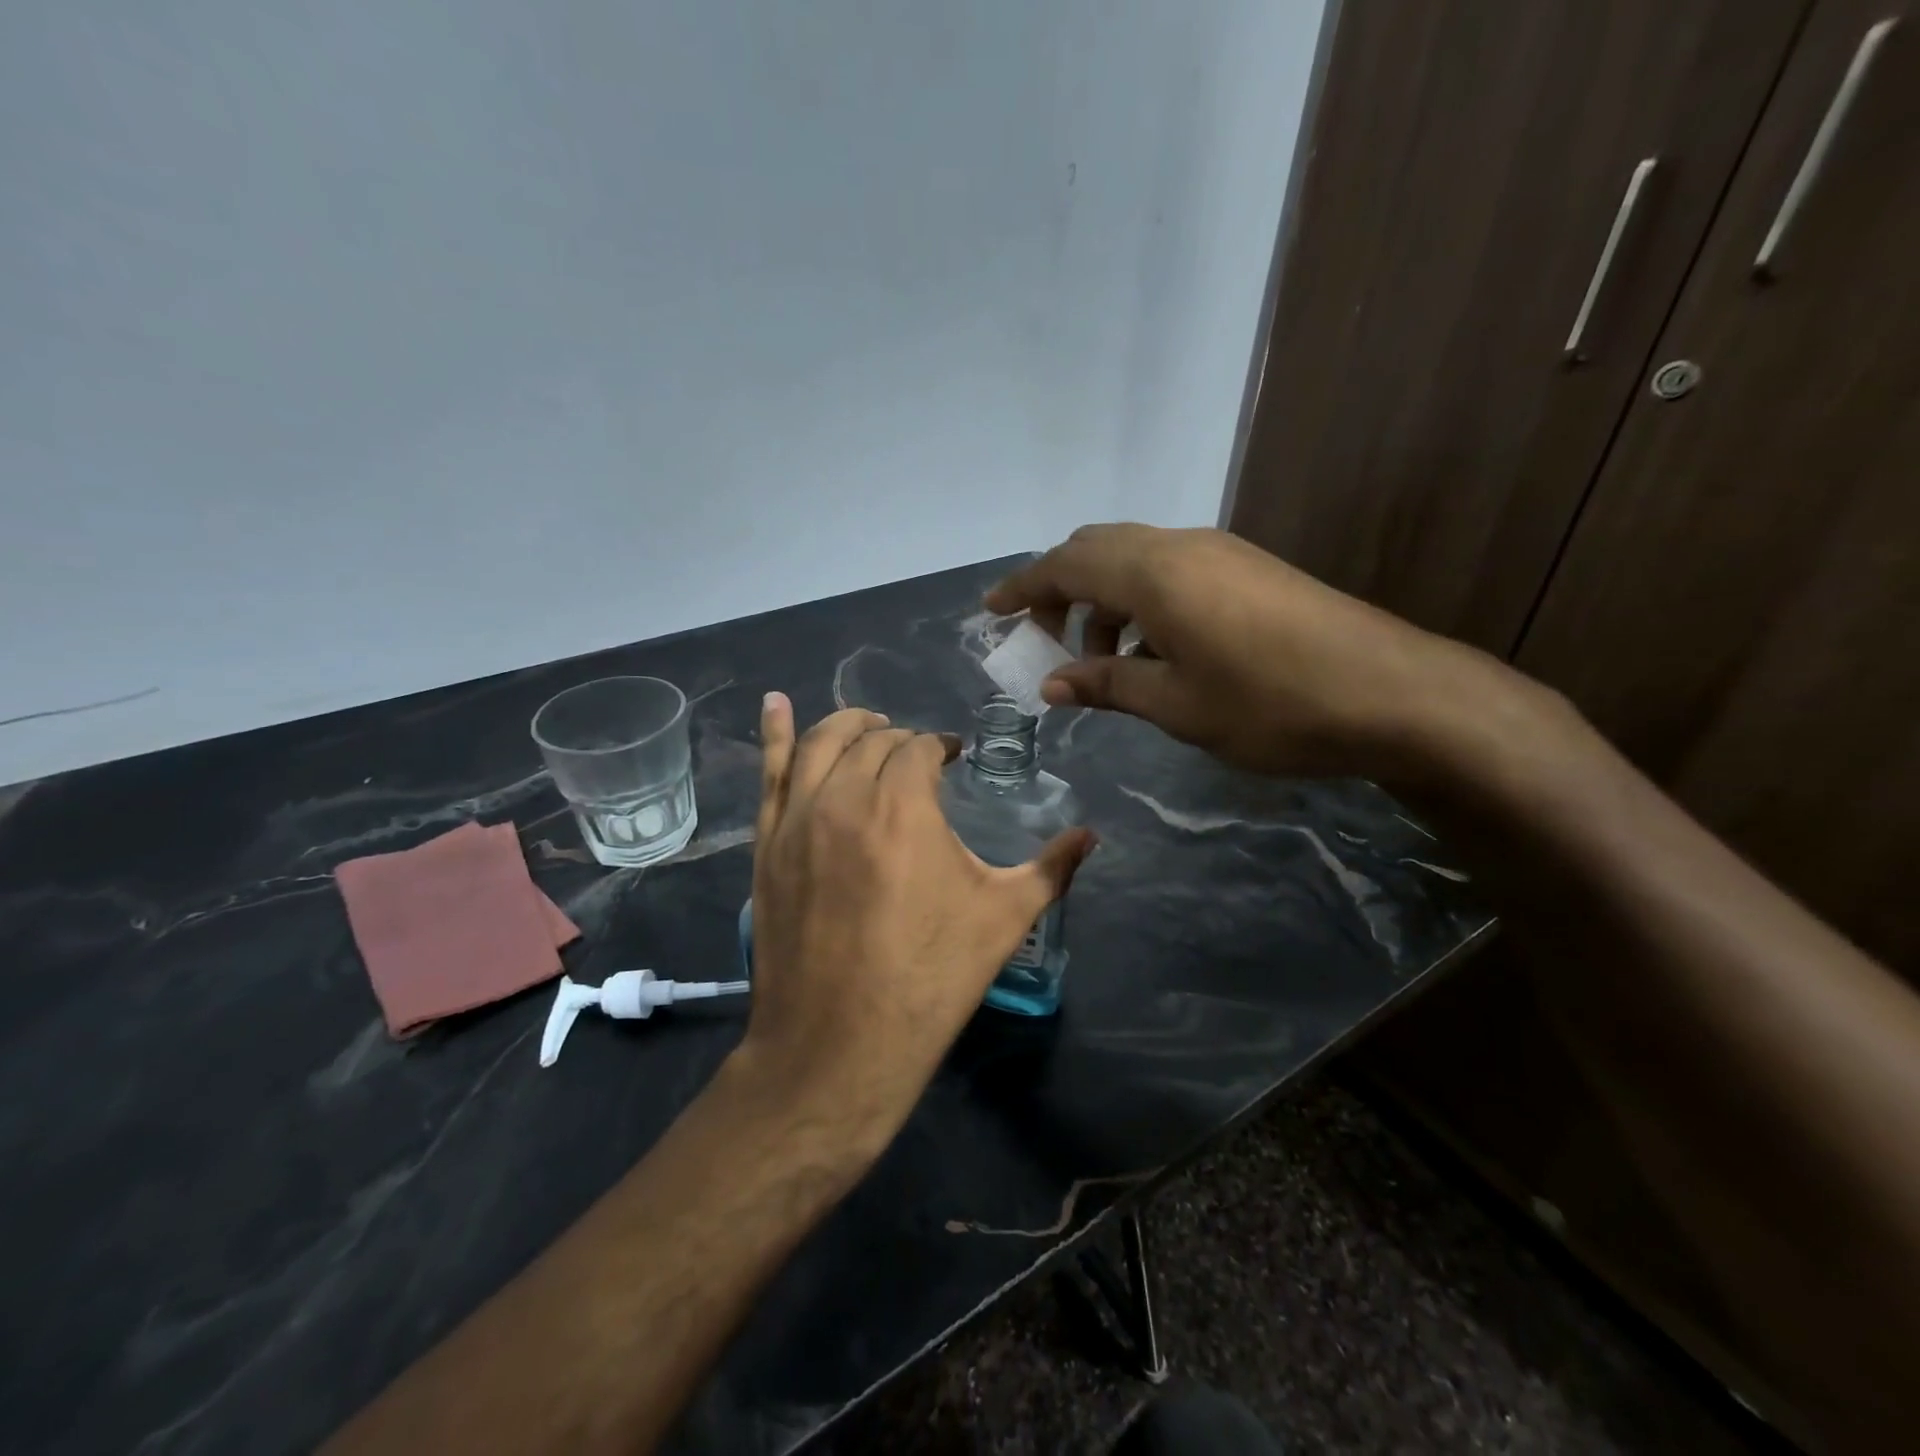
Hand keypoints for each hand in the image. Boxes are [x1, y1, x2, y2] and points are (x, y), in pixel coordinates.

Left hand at [732, 696, 1093, 1152]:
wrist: (839, 1045)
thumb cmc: (930, 979)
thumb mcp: (1003, 920)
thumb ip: (1051, 869)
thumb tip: (1092, 835)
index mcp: (904, 805)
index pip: (921, 748)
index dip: (941, 747)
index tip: (955, 758)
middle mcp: (845, 796)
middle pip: (872, 742)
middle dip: (900, 740)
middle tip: (918, 754)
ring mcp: (797, 819)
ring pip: (819, 744)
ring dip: (848, 725)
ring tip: (868, 724)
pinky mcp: (767, 846)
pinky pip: (768, 774)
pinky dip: (773, 733)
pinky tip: (775, 704)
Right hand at [986, 524, 1519, 779]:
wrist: (1393, 692)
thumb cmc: (1269, 704)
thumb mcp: (1175, 704)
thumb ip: (1107, 685)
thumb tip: (1051, 685)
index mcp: (1153, 574)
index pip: (1065, 565)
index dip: (1022, 587)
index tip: (991, 613)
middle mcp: (1181, 546)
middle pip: (1097, 549)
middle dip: (1061, 590)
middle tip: (1047, 642)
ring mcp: (1220, 552)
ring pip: (1136, 560)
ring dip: (1105, 601)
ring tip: (1105, 663)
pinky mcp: (1248, 568)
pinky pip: (1171, 571)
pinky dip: (1143, 603)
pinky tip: (1155, 653)